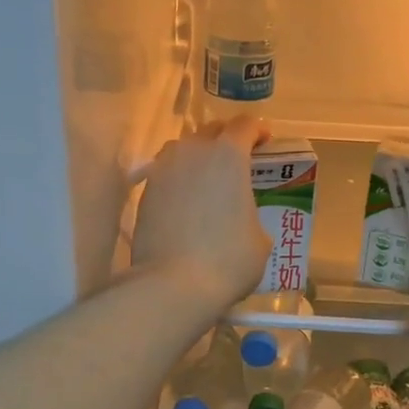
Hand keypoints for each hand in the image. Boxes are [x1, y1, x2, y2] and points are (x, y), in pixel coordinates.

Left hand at [131, 117, 270, 315]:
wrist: (173, 284)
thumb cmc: (228, 259)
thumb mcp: (260, 239)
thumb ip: (251, 213)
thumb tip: (241, 219)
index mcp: (229, 154)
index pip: (245, 125)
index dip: (257, 131)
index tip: (264, 143)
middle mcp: (194, 151)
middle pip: (211, 130)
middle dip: (226, 139)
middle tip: (237, 161)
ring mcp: (164, 169)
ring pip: (183, 148)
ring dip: (198, 155)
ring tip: (207, 178)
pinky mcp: (144, 191)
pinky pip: (166, 172)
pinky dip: (178, 179)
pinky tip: (185, 200)